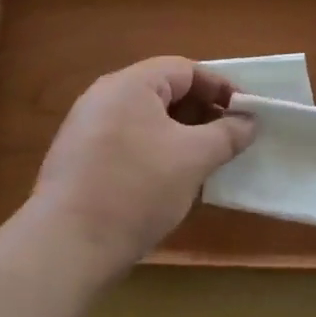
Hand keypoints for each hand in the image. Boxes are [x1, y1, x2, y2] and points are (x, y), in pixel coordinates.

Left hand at [30, 57, 254, 279]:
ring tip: (206, 162)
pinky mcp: (80, 159)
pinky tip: (171, 182)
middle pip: (165, 91)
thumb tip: (249, 122)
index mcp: (130, 84)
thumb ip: (227, 134)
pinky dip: (156, 152)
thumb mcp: (193, 158)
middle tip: (230, 139)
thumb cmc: (136, 188)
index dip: (221, 88)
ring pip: (148, 119)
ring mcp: (88, 128)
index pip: (186, 69)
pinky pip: (129, 141)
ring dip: (182, 135)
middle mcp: (105, 97)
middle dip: (202, 112)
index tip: (247, 113)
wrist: (66, 246)